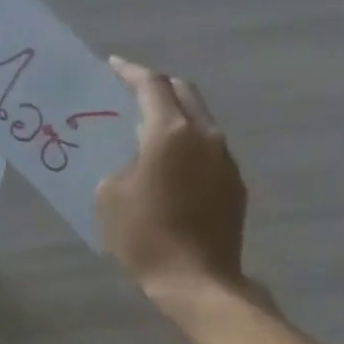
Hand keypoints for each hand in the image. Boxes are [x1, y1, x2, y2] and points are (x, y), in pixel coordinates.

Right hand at [95, 58, 254, 313]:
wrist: (195, 277)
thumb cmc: (144, 236)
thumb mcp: (110, 198)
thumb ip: (120, 165)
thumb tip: (134, 159)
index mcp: (170, 132)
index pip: (151, 86)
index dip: (130, 73)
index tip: (113, 66)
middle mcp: (204, 134)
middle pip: (183, 93)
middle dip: (157, 87)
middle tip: (132, 94)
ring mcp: (225, 158)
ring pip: (199, 120)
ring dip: (174, 117)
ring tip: (148, 131)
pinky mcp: (234, 182)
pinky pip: (207, 150)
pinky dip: (186, 146)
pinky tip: (169, 168)